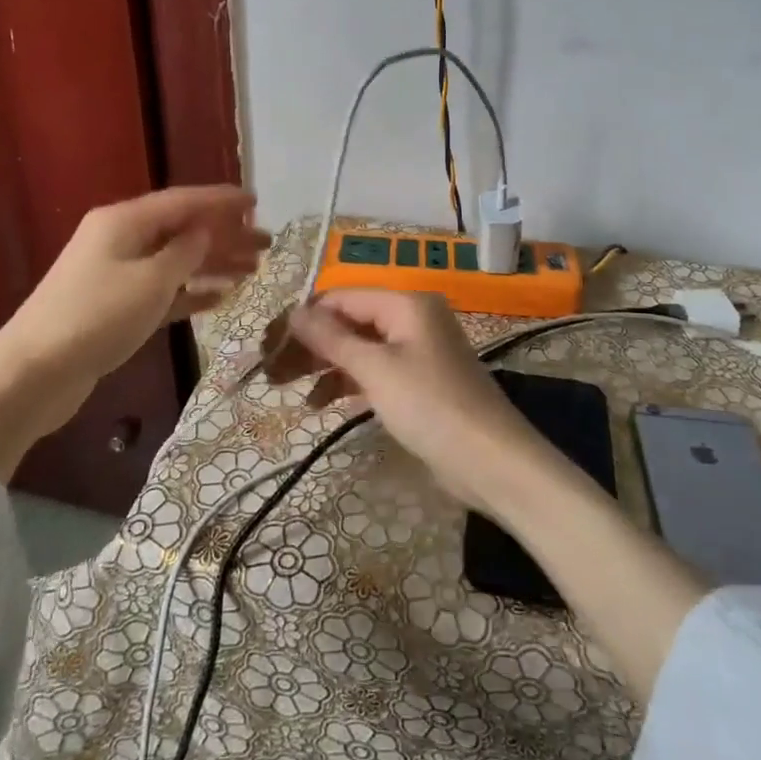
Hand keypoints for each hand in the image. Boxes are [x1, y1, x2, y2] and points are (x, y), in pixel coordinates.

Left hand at [0, 186, 266, 479]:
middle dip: (225, 235)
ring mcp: (116, 273)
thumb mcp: (150, 281)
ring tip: (253, 270)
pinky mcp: (115, 307)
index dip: (222, 201)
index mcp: (124, 221)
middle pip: (182, 230)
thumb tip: (206, 230)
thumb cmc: (96, 318)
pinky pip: (162, 290)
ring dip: (213, 263)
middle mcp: (120, 239)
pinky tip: (221, 297)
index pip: (183, 201)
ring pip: (175, 260)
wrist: (32, 374)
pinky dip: (190, 291)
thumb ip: (185, 252)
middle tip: (267, 244)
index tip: (257, 202)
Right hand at [288, 289, 559, 517]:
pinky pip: (373, 372)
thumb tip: (295, 311)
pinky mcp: (418, 382)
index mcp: (406, 303)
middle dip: (310, 344)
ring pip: (358, 348)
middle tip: (271, 371)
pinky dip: (346, 384)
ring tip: (285, 389)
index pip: (341, 297)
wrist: (491, 462)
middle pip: (349, 321)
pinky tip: (319, 404)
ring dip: (324, 366)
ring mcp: (416, 351)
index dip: (304, 318)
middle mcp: (411, 318)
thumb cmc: (431, 406)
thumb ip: (332, 339)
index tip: (268, 344)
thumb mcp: (376, 370)